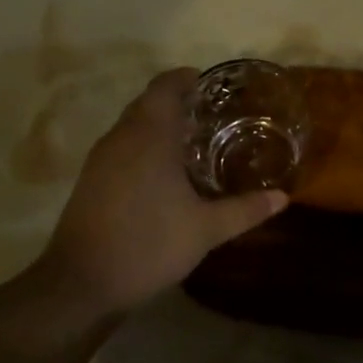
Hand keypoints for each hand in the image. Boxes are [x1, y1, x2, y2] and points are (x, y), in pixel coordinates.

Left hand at [35, 69, 286, 317]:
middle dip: (176, 101)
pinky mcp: (90, 179)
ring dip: (157, 124)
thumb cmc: (148, 244)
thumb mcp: (205, 230)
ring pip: (132, 124)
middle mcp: (123, 136)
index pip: (165, 85)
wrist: (80, 284)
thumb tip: (283, 198)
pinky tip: (160, 174)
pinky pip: (121, 146)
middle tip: (209, 116)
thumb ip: (244, 210)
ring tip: (190, 143)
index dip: (186, 79)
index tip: (210, 86)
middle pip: (148, 101)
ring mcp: (101, 157)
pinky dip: (142, 146)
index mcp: (151, 134)